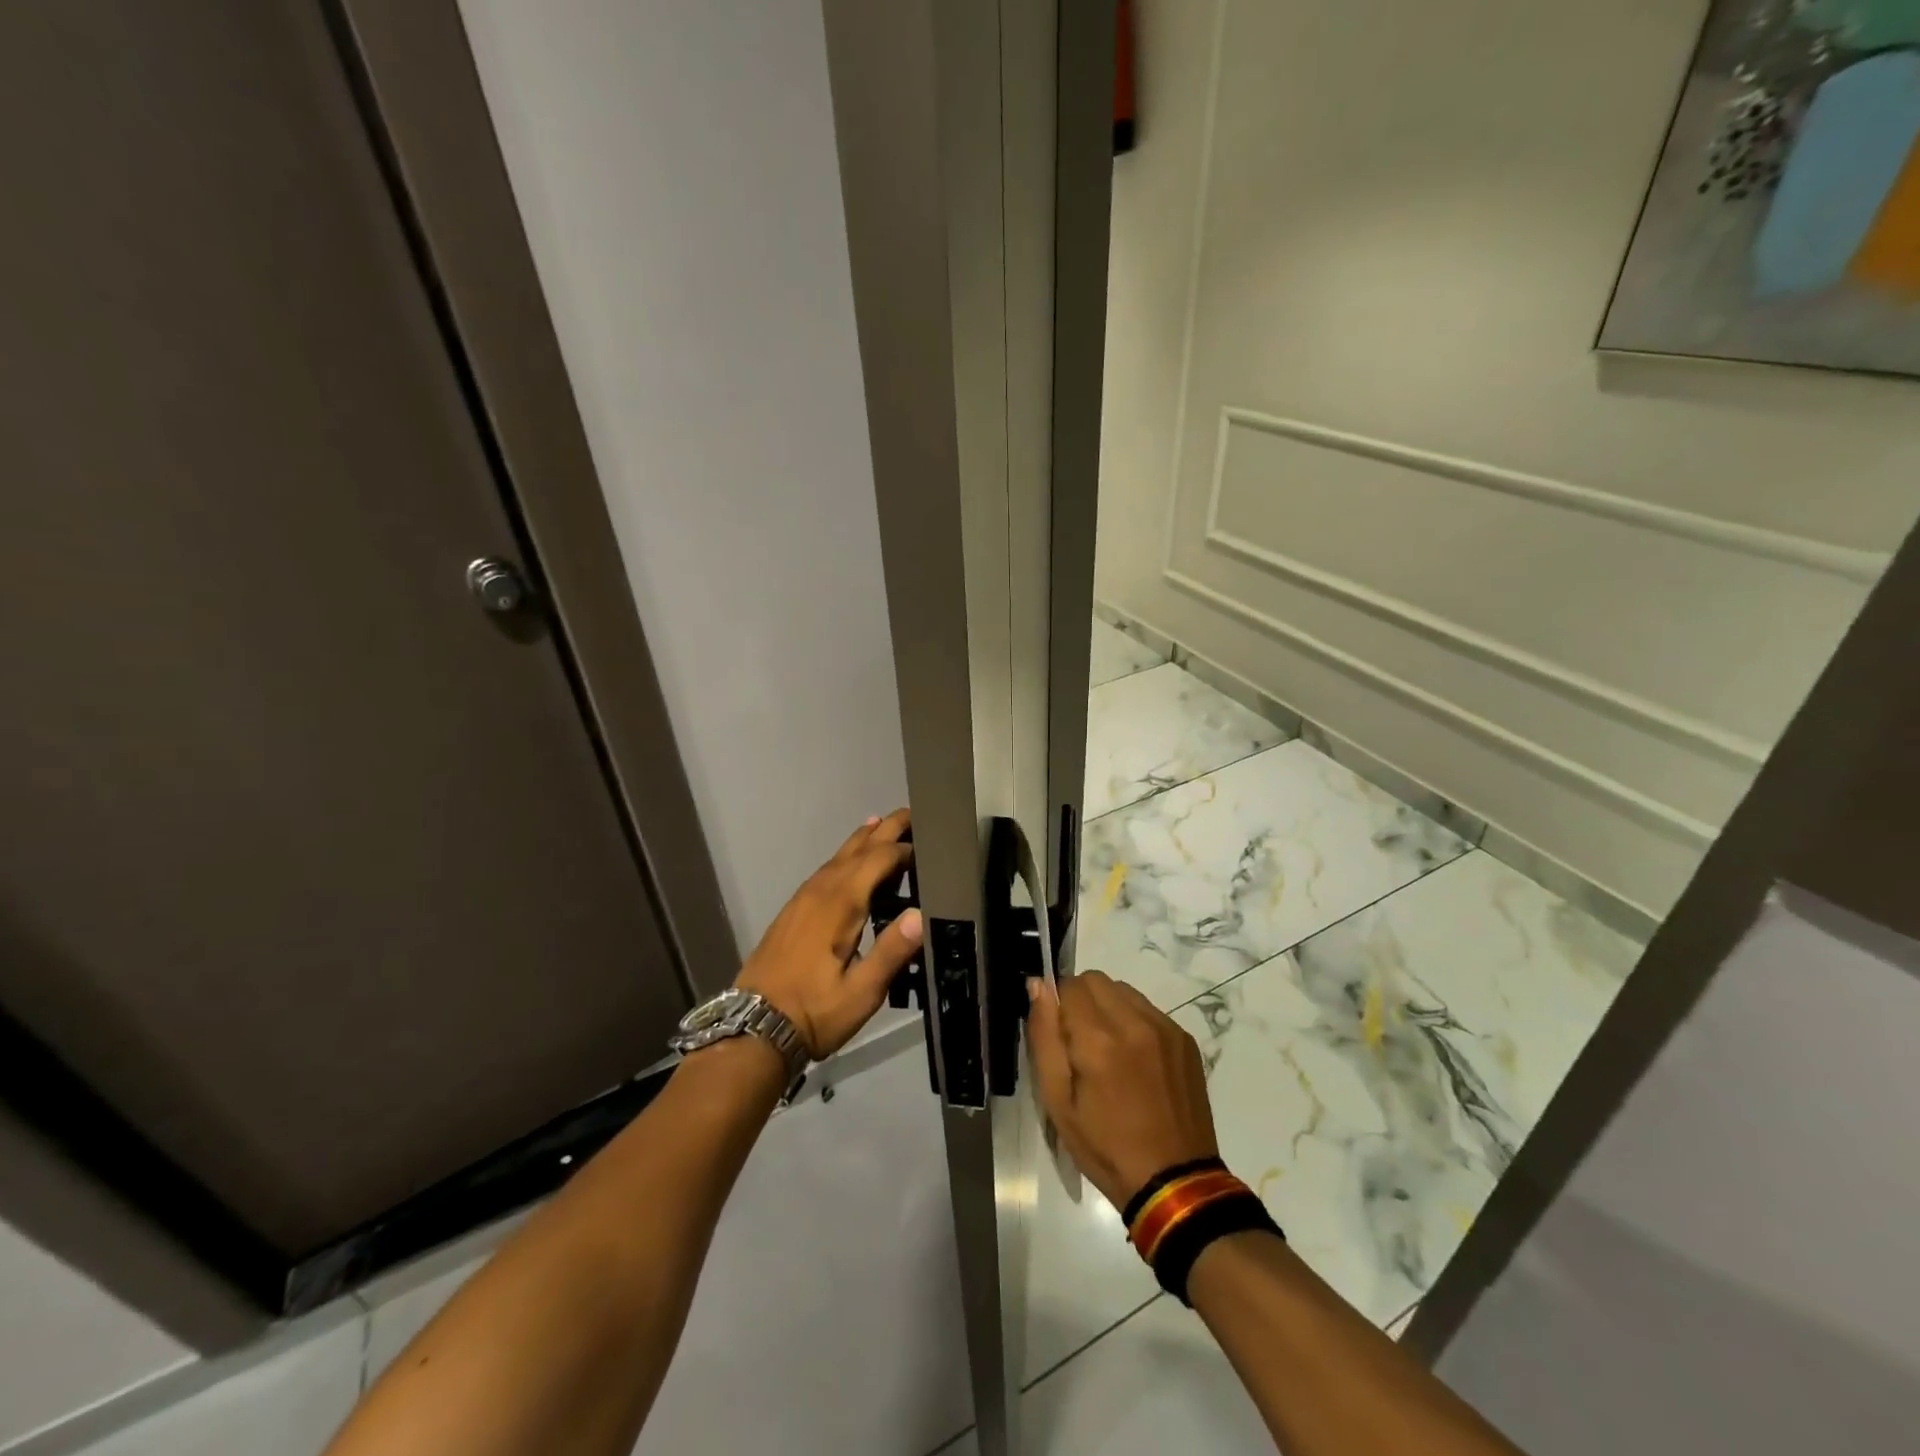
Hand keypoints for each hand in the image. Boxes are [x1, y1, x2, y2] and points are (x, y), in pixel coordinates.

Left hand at [733, 809, 921, 1058]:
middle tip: (912, 813)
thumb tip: (922, 913)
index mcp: (840, 903)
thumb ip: (892, 952)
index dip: (905, 850)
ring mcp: (803, 898)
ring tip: (884, 824)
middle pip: (857, 848)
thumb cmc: (813, 1012)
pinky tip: (848, 863)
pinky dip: (845, 857)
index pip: (879, 859)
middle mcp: (821, 891)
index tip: (932, 848)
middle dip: (885, 829)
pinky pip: (825, 870)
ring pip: (838, 856)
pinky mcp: (793, 910)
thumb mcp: (861, 992)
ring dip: (864, 839)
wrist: (753, 1029)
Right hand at [1027, 970, 1220, 1209]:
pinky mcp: (1185, 1039)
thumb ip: (1044, 1036)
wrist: (1175, 1184)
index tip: (1060, 1037)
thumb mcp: (1058, 1102)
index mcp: (1098, 1040)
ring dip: (1109, 1009)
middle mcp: (1135, 1022)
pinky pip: (1149, 1010)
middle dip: (1081, 1002)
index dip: (1057, 1006)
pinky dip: (1135, 1023)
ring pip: (1123, 991)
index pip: (1068, 985)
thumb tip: (1038, 986)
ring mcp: (1165, 1028)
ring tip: (1111, 1054)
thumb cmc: (1105, 1148)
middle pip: (1096, 980)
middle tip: (1082, 1045)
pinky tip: (1137, 1063)